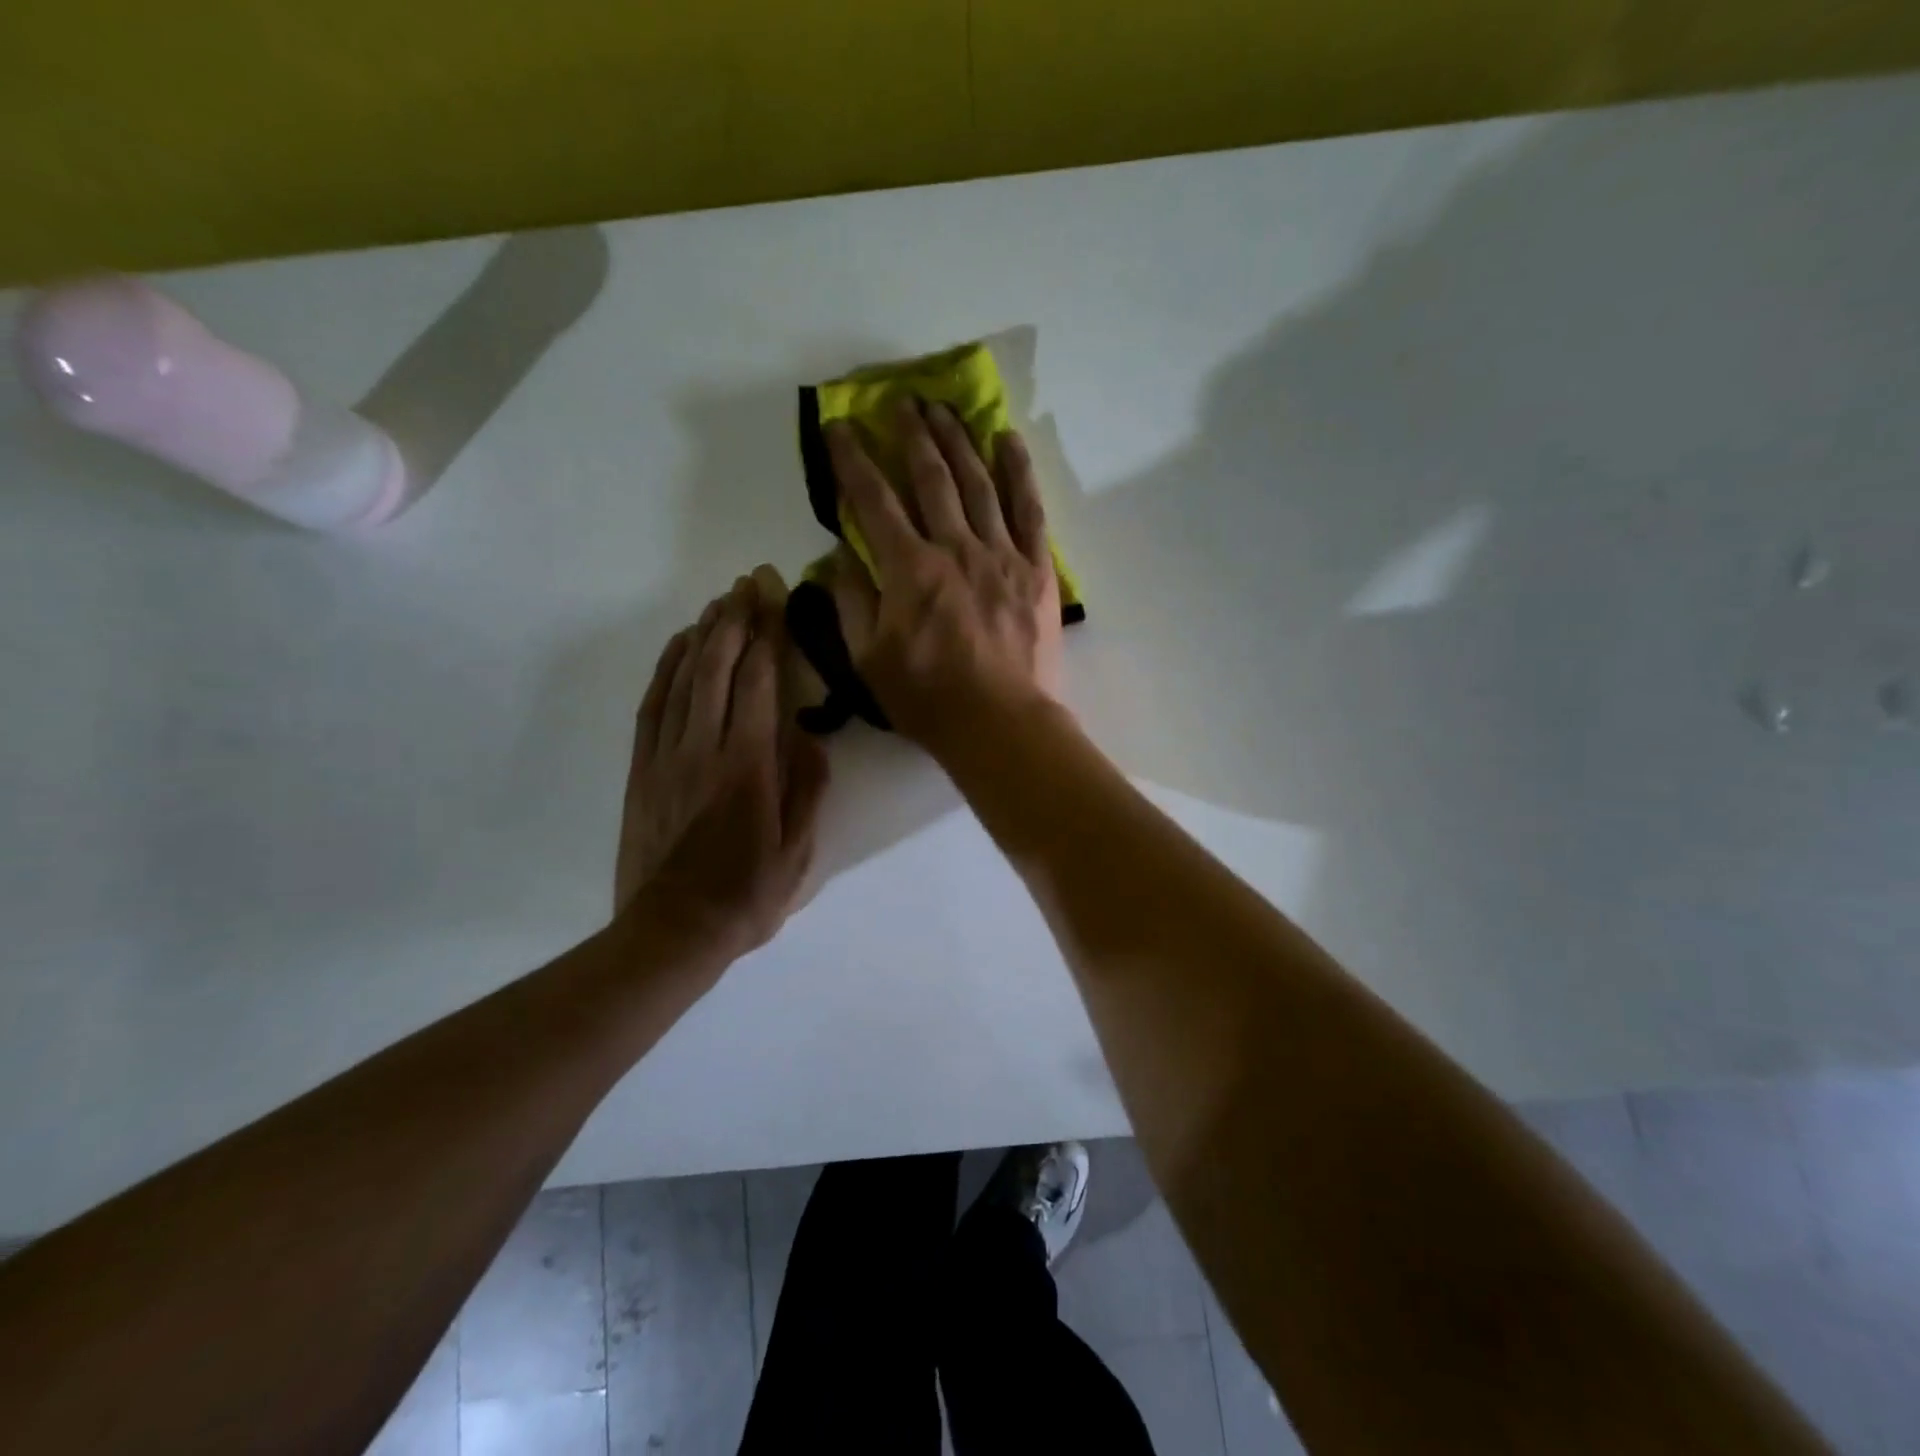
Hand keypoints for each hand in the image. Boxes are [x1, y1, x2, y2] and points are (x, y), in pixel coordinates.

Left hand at [615, 571, 829, 961]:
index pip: (758, 684)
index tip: (774, 599)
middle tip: (749, 583)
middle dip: (735, 620)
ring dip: (703, 634)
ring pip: (683, 678)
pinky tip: (681, 647)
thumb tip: (810, 737)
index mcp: (748, 767)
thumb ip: (807, 788)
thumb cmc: (747, 894)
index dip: (767, 636)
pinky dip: (667, 668)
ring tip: (720, 602)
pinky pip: (652, 704)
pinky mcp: (642, 768)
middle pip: (717, 668)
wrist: (672, 930)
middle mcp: (704, 749)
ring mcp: (666, 756)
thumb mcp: (799, 851)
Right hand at [824, 399, 1063, 752]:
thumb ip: (852, 601)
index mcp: (909, 570)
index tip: (840, 427)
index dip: (853, 460)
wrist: (1001, 725)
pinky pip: (1029, 510)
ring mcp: (1001, 555)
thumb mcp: (869, 660)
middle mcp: (955, 548)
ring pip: (978, 483)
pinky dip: (1018, 472)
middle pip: (931, 477)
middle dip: (911, 435)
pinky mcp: (1037, 569)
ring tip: (944, 407)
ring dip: (958, 440)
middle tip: (900, 401)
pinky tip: (1007, 440)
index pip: (874, 500)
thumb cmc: (928, 700)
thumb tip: (840, 555)